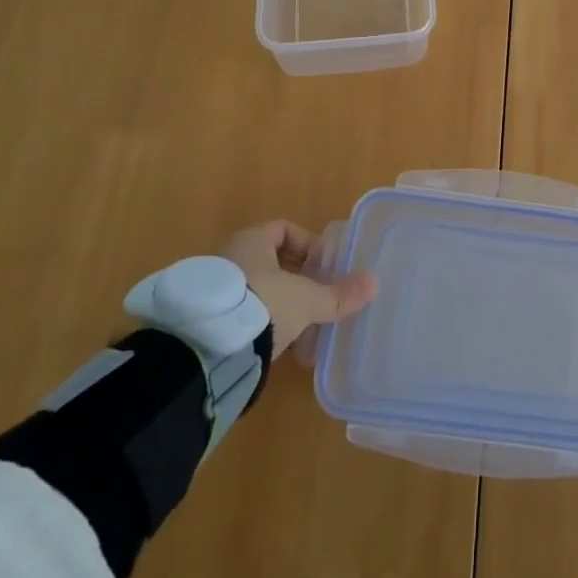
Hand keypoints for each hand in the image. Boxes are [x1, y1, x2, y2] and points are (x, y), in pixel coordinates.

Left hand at [219, 220, 375, 358]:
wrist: (206, 348)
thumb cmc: (263, 304)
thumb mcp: (306, 300)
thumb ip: (338, 294)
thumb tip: (373, 284)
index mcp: (251, 240)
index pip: (283, 229)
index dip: (307, 244)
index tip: (322, 267)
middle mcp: (228, 255)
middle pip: (269, 259)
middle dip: (294, 276)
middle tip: (314, 295)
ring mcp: (212, 286)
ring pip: (254, 286)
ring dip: (276, 300)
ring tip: (298, 323)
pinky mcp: (204, 316)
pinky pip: (239, 309)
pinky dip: (258, 320)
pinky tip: (272, 341)